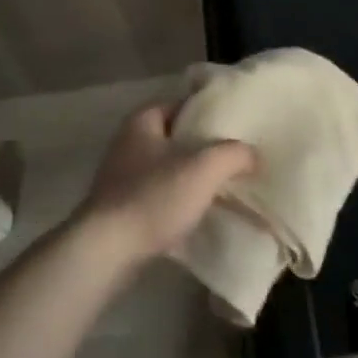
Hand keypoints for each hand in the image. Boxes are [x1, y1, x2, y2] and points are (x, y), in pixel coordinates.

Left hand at [77, 103, 256, 270]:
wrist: (105, 252)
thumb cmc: (153, 197)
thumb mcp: (204, 168)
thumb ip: (233, 154)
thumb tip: (252, 154)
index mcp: (143, 120)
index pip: (183, 104)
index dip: (210, 113)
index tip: (236, 126)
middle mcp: (128, 141)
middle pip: (175, 137)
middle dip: (202, 149)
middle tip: (234, 159)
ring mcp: (120, 177)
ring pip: (166, 169)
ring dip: (189, 178)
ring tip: (221, 189)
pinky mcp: (119, 209)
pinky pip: (156, 197)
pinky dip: (175, 203)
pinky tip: (196, 216)